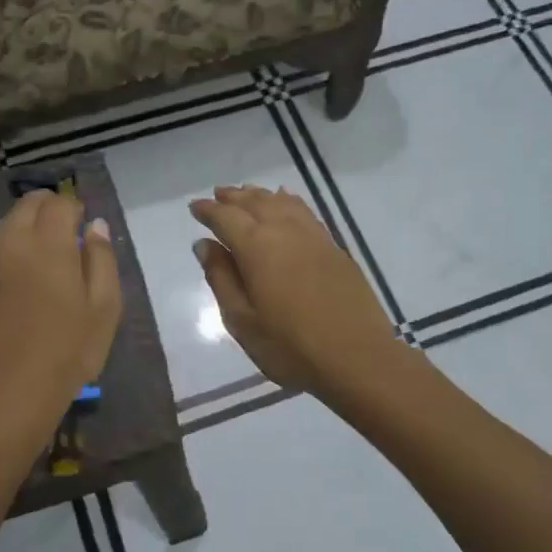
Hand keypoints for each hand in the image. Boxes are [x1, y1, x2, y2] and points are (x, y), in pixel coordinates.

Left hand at [0, 190, 120, 439]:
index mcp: (48, 244)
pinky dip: (7, 255)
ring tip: (43, 256)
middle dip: (48, 208)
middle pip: (27, 205)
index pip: (59, 202)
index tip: (85, 226)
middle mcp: (10, 243)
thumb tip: (95, 225)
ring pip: (4, 227)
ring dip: (25, 228)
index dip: (75, 208)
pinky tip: (19, 286)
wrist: (7, 396)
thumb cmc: (68, 353)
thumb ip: (102, 259)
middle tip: (66, 233)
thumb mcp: (104, 308)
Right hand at [189, 185, 398, 394]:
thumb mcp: (243, 321)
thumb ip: (221, 279)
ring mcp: (314, 237)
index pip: (226, 218)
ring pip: (282, 203)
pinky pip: (305, 212)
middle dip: (234, 198)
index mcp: (257, 248)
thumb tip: (204, 245)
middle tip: (218, 195)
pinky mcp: (334, 248)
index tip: (194, 207)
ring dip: (261, 196)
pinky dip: (289, 202)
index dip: (208, 211)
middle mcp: (285, 231)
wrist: (357, 358)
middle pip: (256, 203)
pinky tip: (286, 201)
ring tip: (247, 193)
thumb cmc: (290, 347)